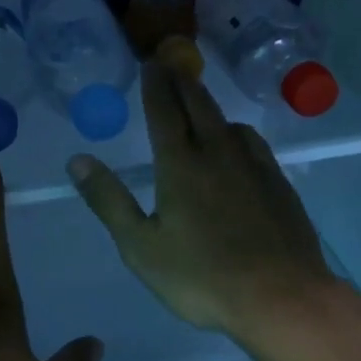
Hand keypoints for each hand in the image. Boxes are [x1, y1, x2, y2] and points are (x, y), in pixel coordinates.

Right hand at [68, 62, 342, 340]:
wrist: (282, 298)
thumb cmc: (202, 277)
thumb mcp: (140, 246)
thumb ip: (109, 200)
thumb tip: (77, 160)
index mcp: (181, 165)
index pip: (164, 111)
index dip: (155, 85)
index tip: (150, 63)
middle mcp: (218, 154)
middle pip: (199, 106)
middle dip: (182, 82)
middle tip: (172, 64)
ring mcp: (254, 166)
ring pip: (229, 122)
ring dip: (210, 105)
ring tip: (201, 104)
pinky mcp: (279, 183)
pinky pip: (253, 143)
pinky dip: (236, 132)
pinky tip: (238, 145)